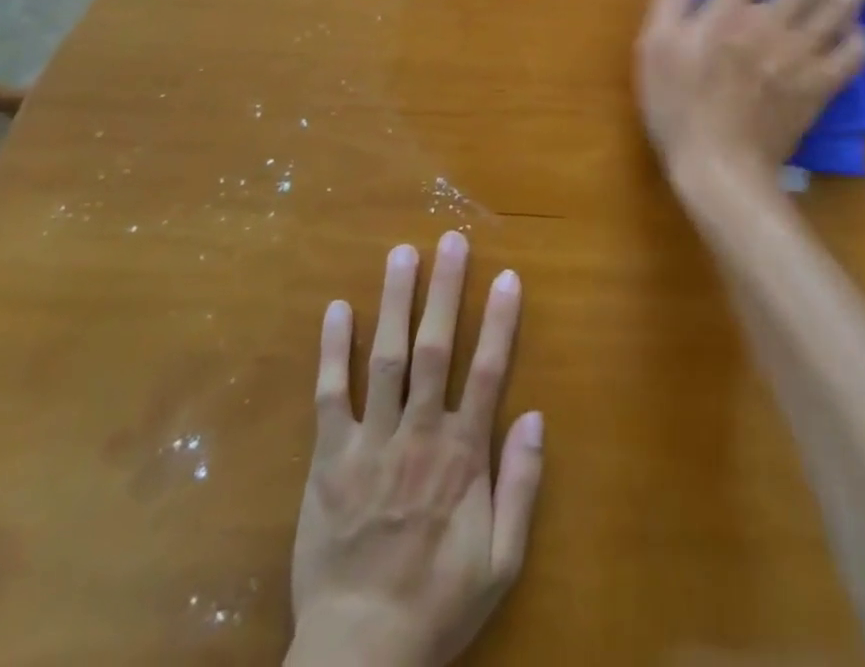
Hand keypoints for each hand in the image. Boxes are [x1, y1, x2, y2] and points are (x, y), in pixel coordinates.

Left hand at [288, 233, 543, 666]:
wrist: (359, 655)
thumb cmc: (438, 604)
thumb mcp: (501, 561)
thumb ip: (522, 486)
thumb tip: (536, 416)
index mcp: (461, 457)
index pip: (486, 372)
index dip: (498, 321)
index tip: (506, 276)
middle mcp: (418, 436)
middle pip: (434, 349)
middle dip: (444, 290)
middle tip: (450, 240)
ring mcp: (370, 444)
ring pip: (384, 359)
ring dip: (394, 303)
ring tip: (401, 254)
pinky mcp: (328, 460)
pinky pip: (330, 396)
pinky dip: (333, 351)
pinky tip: (336, 309)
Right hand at [636, 0, 864, 196]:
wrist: (719, 168)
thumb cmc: (678, 107)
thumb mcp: (653, 51)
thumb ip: (669, 4)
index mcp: (728, 14)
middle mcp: (771, 26)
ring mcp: (801, 57)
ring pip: (838, 9)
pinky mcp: (818, 88)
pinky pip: (850, 57)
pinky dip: (859, 38)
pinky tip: (861, 27)